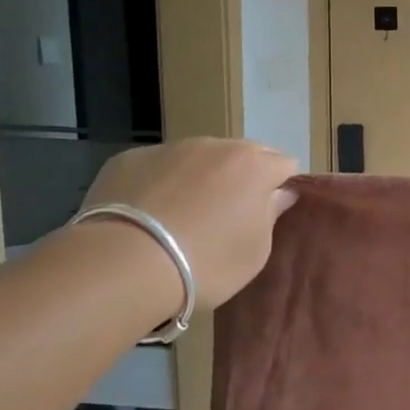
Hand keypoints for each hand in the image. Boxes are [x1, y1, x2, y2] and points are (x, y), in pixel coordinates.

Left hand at [81, 138, 298, 311]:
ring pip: (199, 157)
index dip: (281, 187)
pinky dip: (162, 183)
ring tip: (185, 216)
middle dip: (242, 178)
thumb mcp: (255, 252)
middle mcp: (215, 146)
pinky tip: (149, 214)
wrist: (124, 264)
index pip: (285, 165)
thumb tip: (280, 193)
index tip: (269, 213)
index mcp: (254, 166)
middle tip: (230, 215)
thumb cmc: (206, 262)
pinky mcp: (130, 159)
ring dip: (201, 178)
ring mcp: (170, 148)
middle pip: (242, 155)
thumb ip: (271, 215)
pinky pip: (159, 167)